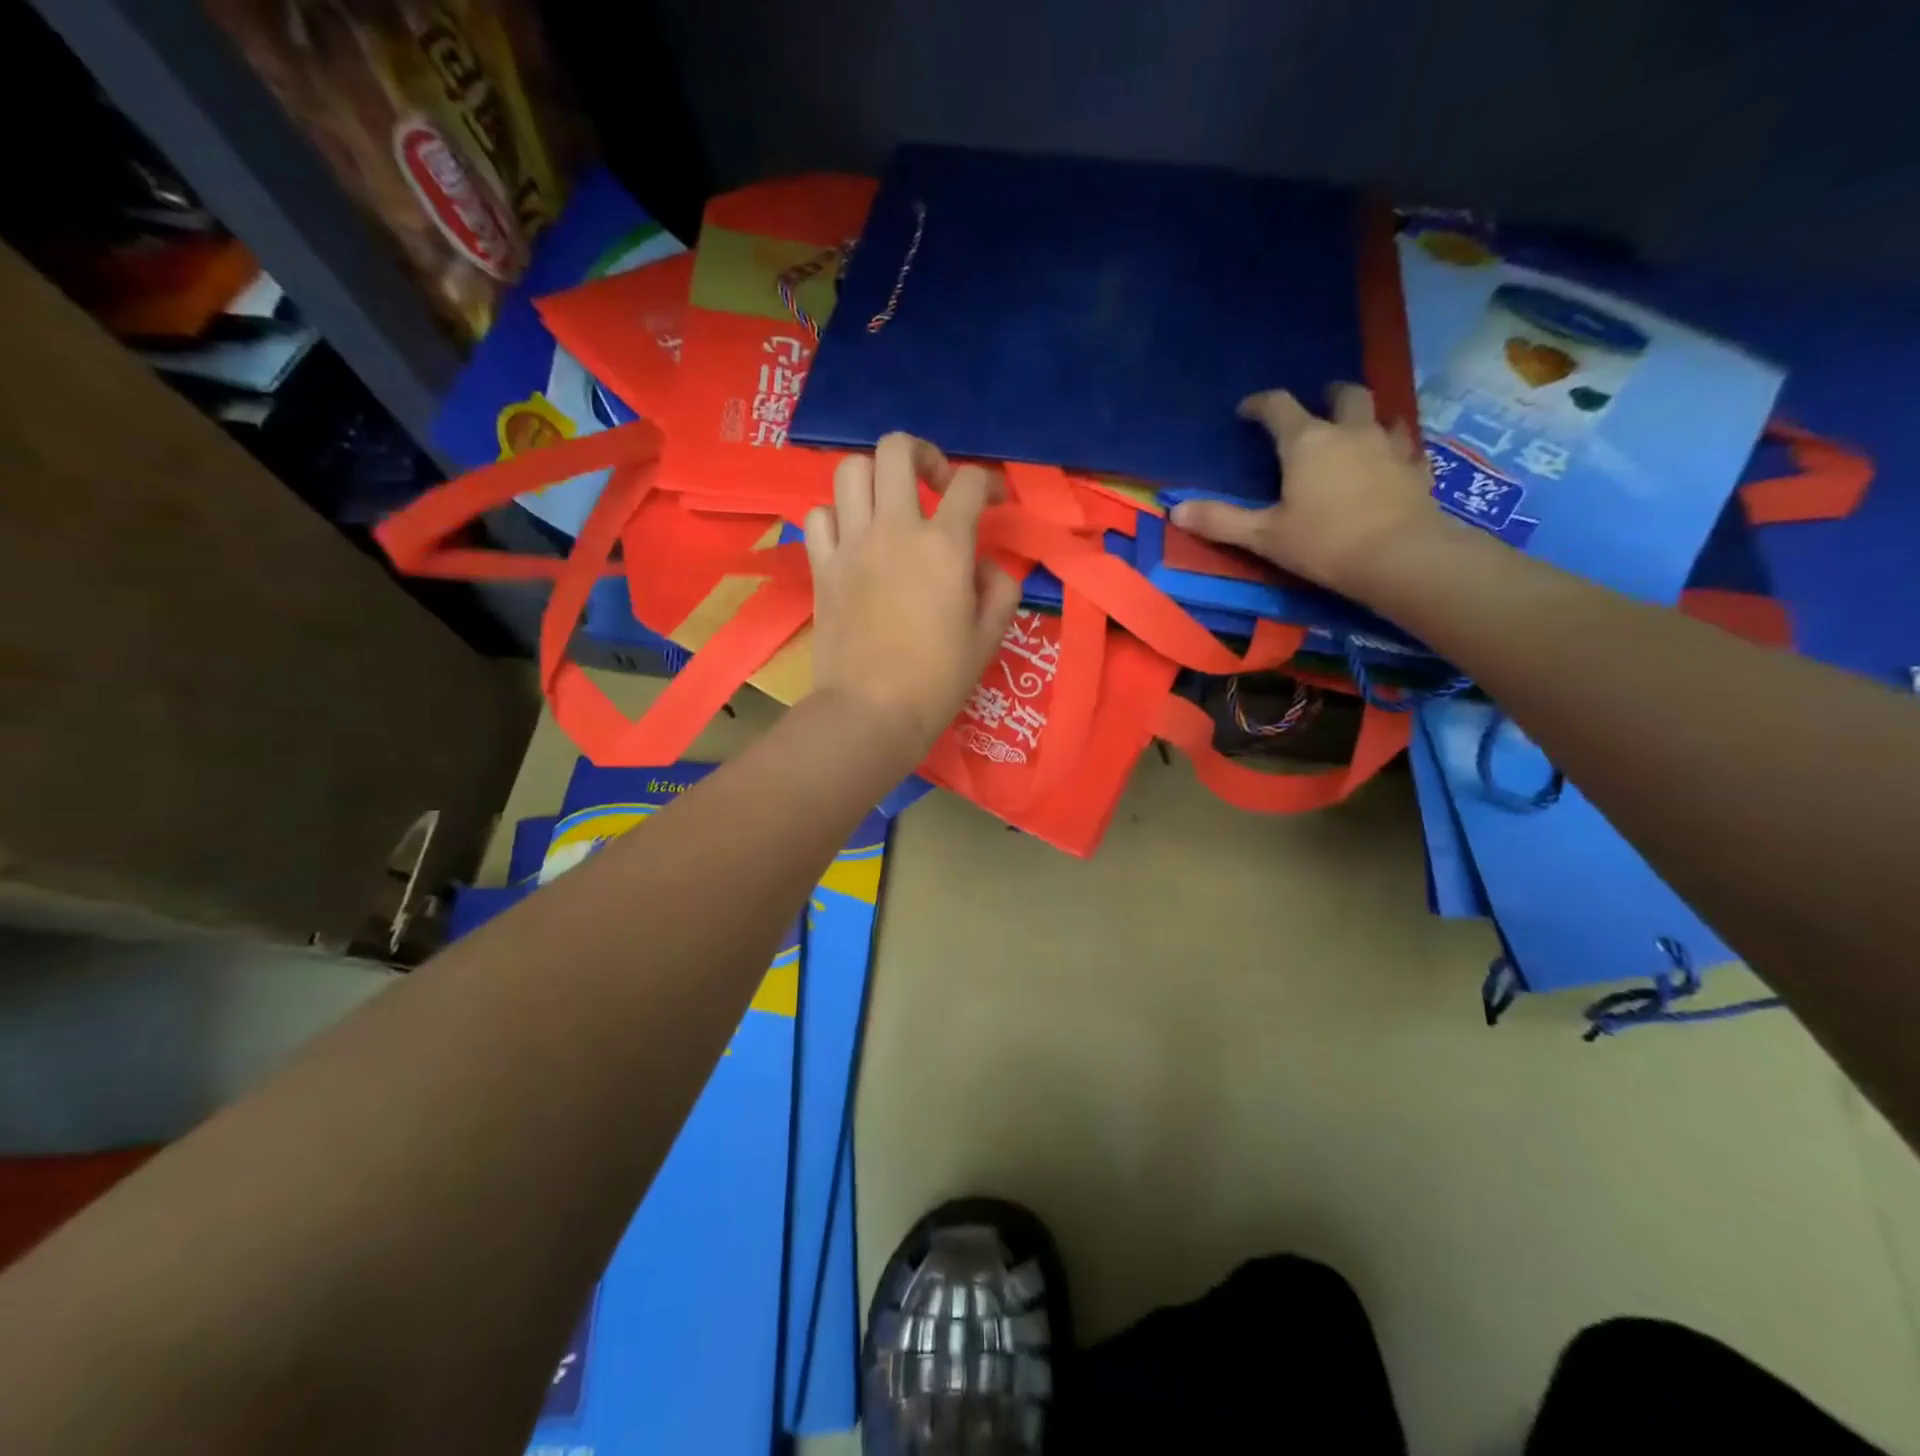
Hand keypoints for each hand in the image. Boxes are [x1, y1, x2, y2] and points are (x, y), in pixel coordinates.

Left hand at [804, 433, 1021, 759]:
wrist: (871, 711)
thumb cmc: (938, 680)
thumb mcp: (988, 637)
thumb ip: (1000, 589)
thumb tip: (986, 565)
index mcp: (943, 545)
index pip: (968, 483)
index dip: (988, 483)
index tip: (992, 502)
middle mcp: (894, 529)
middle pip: (897, 449)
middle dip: (922, 454)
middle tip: (934, 485)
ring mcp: (851, 545)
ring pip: (851, 470)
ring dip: (875, 477)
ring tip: (889, 507)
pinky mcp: (822, 567)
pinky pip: (819, 516)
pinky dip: (837, 516)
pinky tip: (853, 539)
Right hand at [1170, 384, 1445, 603]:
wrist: (1399, 557)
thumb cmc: (1323, 543)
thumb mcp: (1263, 536)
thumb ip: (1220, 521)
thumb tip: (1175, 510)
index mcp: (1307, 442)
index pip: (1279, 407)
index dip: (1260, 404)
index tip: (1247, 410)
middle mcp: (1350, 433)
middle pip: (1344, 395)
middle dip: (1328, 395)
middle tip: (1317, 404)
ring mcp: (1389, 447)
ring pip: (1382, 415)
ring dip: (1366, 417)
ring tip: (1355, 431)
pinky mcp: (1416, 470)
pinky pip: (1407, 448)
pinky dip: (1395, 449)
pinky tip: (1391, 462)